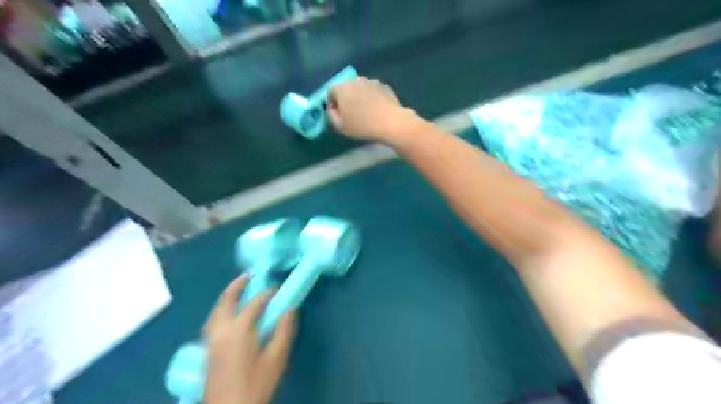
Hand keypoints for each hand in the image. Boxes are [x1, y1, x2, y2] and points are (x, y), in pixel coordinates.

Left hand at [202, 275, 294, 403]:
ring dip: (228, 296)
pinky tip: (229, 313)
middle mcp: (221, 329)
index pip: (255, 302)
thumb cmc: (256, 385)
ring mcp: (210, 339)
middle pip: (226, 299)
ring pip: (216, 309)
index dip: (268, 293)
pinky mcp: (207, 349)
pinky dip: (222, 309)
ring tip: (239, 289)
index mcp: (239, 329)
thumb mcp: (277, 358)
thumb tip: (290, 308)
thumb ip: (284, 330)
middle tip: (250, 275)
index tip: (278, 289)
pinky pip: (213, 320)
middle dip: (238, 285)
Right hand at [330, 77, 422, 143]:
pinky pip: (373, 91)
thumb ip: (331, 115)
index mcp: (341, 88)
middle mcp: (355, 80)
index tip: (338, 114)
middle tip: (351, 113)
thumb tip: (332, 109)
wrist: (391, 122)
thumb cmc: (362, 125)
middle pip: (346, 88)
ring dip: (360, 97)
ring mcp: (371, 81)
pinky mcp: (384, 86)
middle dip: (346, 98)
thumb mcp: (340, 126)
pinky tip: (377, 110)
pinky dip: (372, 97)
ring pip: (360, 88)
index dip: (332, 103)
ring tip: (366, 111)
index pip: (331, 91)